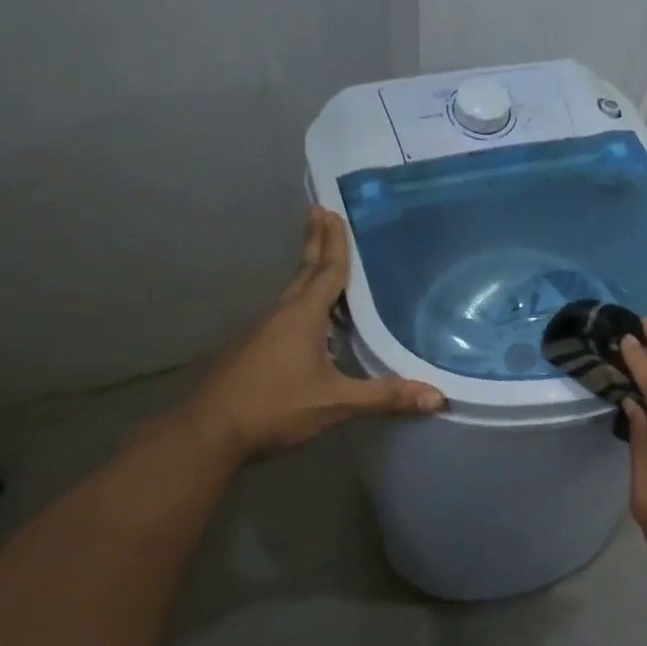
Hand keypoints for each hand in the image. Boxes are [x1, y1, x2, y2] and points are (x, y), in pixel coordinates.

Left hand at [188, 208, 444, 460]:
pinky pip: (282, 315)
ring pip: (291, 294)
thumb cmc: (275, 407)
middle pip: (303, 273)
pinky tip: (306, 322)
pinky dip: (299, 303)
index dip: (334, 244)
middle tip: (320, 213)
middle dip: (315, 243)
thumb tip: (437, 396)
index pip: (326, 272)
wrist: (210, 432)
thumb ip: (384, 397)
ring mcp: (260, 332)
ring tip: (321, 262)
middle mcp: (280, 315)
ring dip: (307, 273)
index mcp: (302, 317)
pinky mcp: (250, 350)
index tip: (333, 212)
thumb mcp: (335, 403)